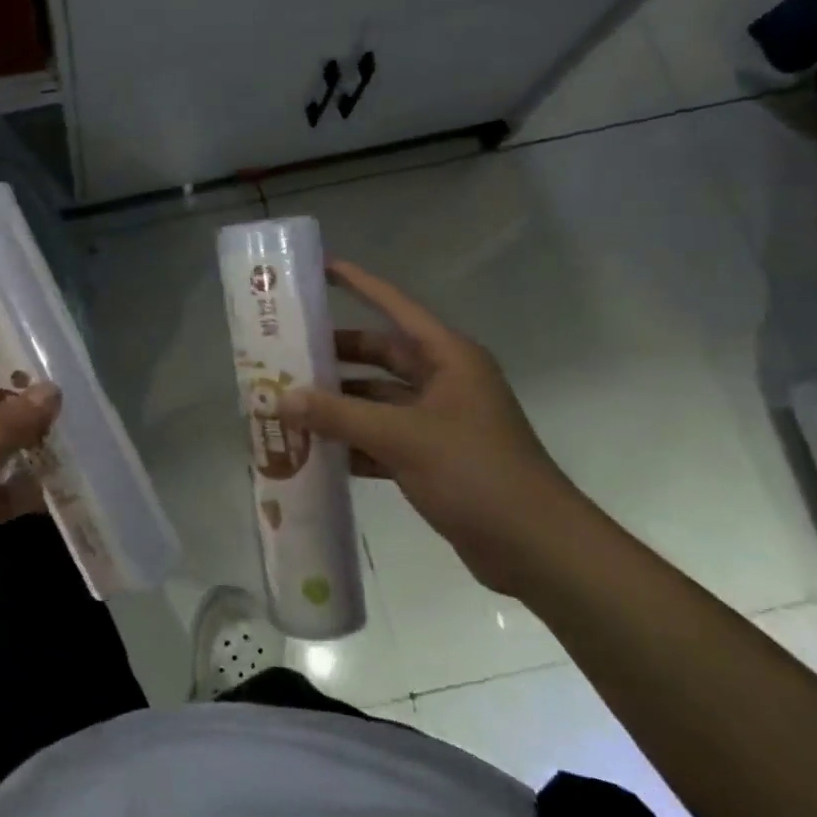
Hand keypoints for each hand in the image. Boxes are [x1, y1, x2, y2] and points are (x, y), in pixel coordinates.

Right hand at [277, 258, 591, 598]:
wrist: (536, 549)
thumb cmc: (475, 472)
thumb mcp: (401, 437)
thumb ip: (338, 415)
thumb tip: (280, 399)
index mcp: (447, 357)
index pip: (394, 306)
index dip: (358, 284)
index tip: (318, 268)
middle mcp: (443, 380)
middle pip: (379, 354)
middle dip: (334, 354)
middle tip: (284, 352)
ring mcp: (438, 420)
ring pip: (377, 399)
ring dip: (338, 403)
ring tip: (287, 402)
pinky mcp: (433, 457)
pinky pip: (382, 437)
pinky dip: (352, 441)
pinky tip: (314, 450)